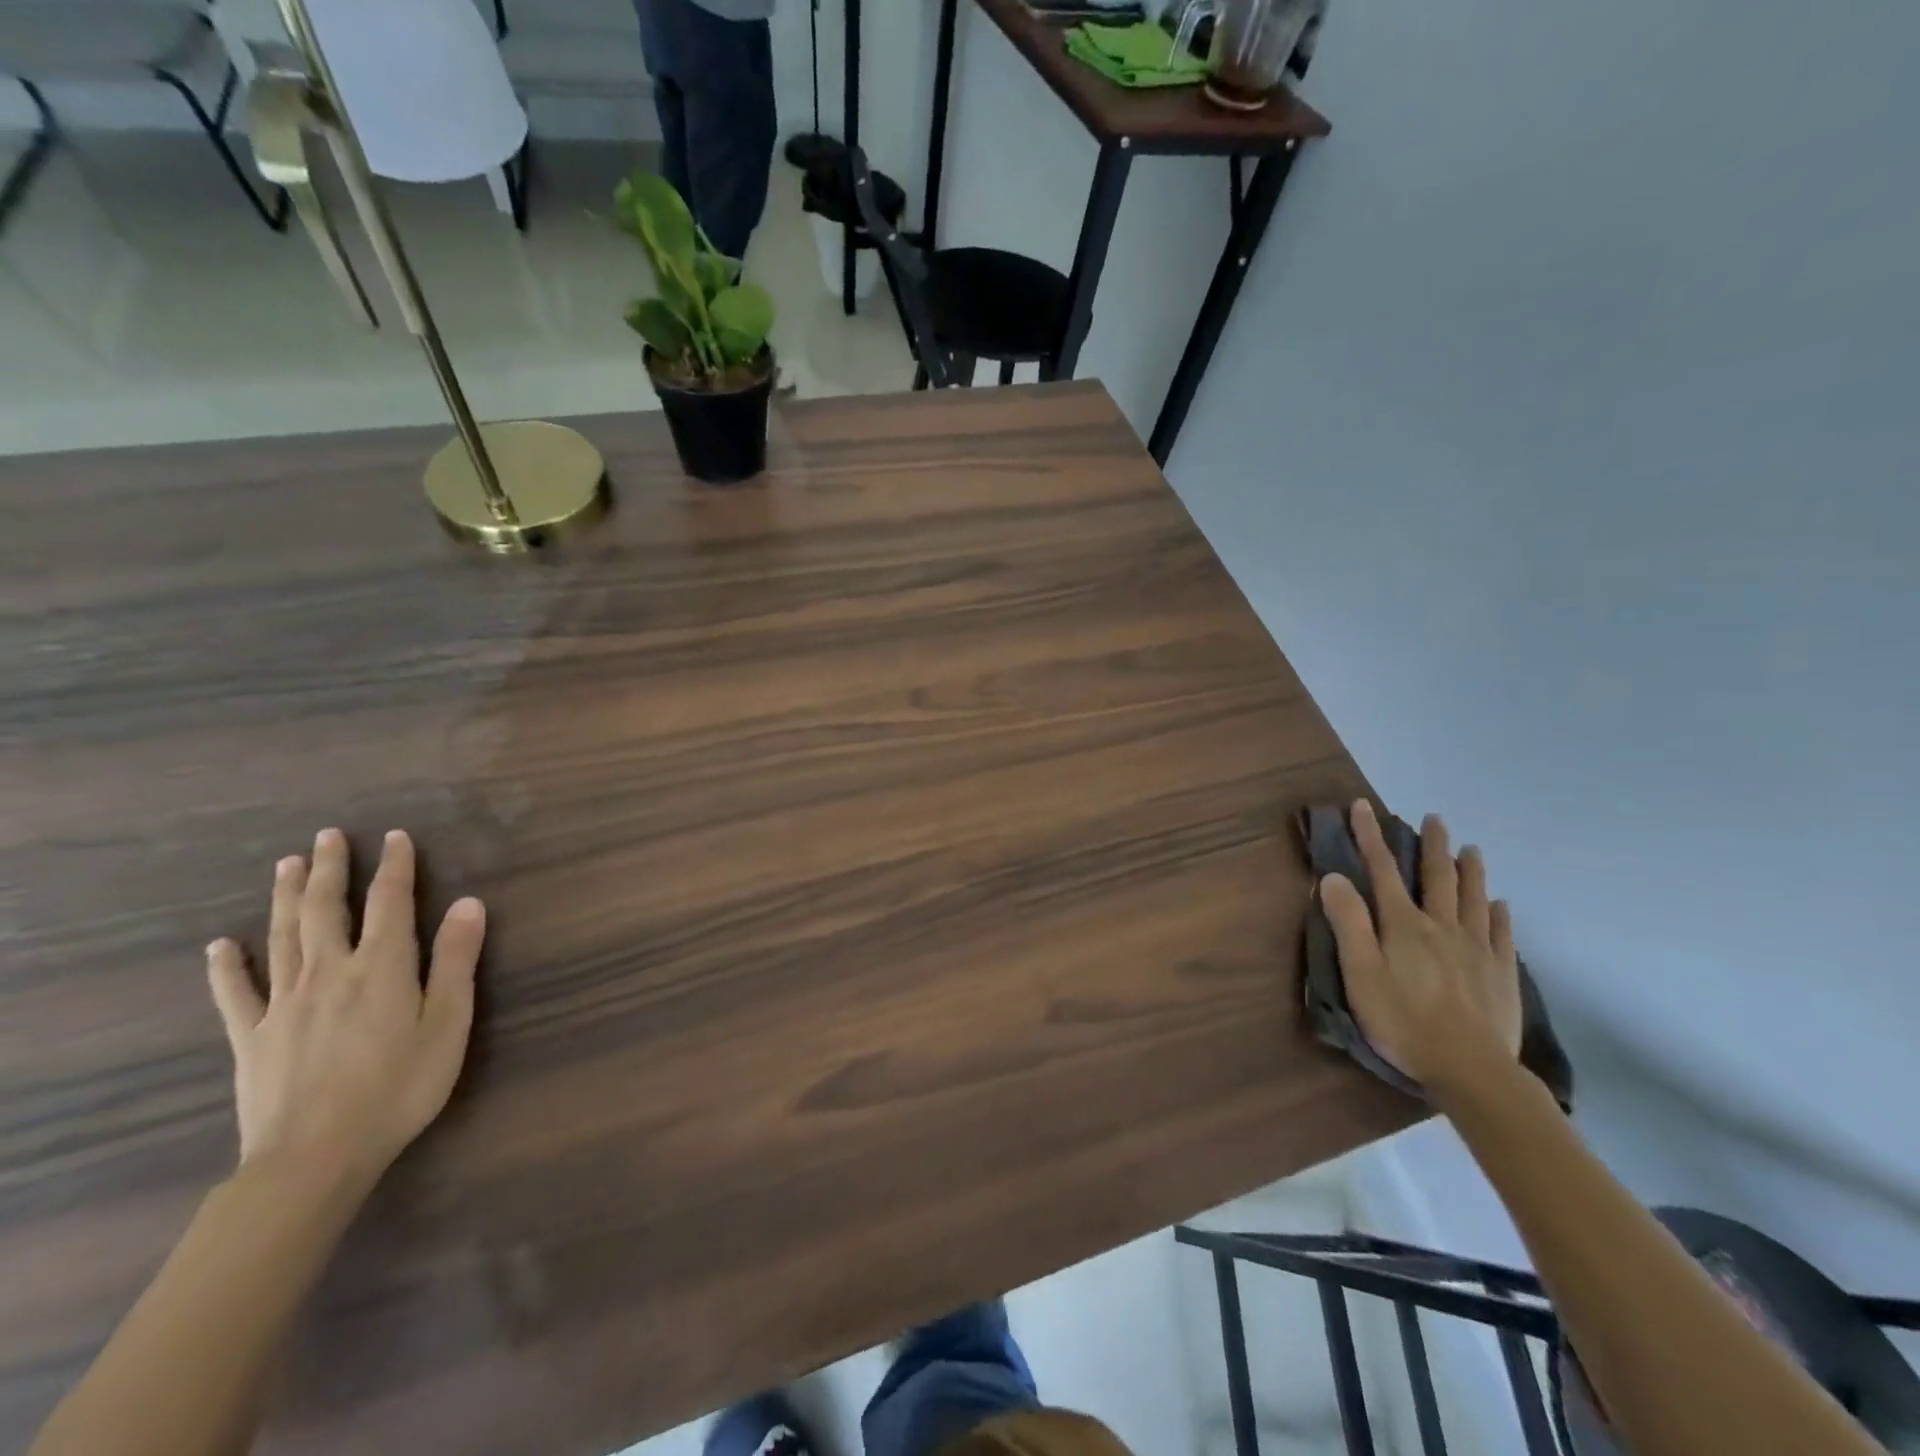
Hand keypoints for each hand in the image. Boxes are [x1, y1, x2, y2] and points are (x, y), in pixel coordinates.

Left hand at [206, 828, 485, 1188]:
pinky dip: (226, 965)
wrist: (315, 1155)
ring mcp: (284, 1002)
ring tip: (286, 866)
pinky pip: (235, 992)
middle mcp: (331, 971)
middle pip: (328, 909)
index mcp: (383, 966)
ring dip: (287, 898)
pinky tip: (220, 945)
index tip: (395, 837)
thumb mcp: (448, 1022)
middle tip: (327, 836)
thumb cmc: (400, 1086)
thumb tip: (469, 903)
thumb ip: (456, 960)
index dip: (395, 866)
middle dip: (331, 869)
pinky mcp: (251, 1036)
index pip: (390, 902)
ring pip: (283, 936)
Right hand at [1319, 801, 1520, 1095]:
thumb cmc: (1403, 1020)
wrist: (1471, 1068)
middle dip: (1432, 845)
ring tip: (1471, 849)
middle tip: (1435, 818)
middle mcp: (1442, 926)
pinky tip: (1501, 903)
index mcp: (1403, 925)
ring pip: (1474, 898)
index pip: (1382, 870)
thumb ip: (1348, 923)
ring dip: (1470, 870)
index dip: (1370, 836)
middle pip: (1437, 877)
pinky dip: (1500, 913)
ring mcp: (1477, 948)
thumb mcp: (1360, 972)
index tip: (1363, 806)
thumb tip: (1333, 876)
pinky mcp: (1501, 972)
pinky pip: (1502, 933)